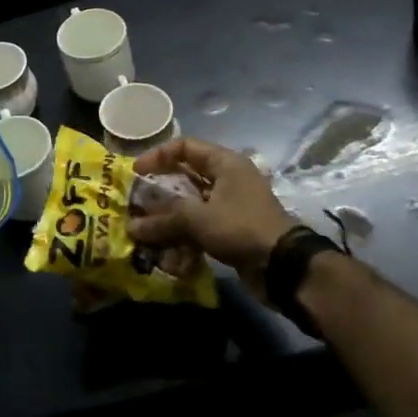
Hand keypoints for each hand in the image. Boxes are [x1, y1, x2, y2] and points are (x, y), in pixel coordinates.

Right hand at [128, 137, 294, 281]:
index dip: (157, 156)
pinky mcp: (231, 232)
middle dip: (159, 194)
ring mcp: (230, 207)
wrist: (285, 269)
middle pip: (185, 178)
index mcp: (225, 164)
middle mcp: (228, 180)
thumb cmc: (241, 227)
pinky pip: (200, 229)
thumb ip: (162, 219)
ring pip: (190, 207)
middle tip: (137, 204)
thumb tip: (132, 228)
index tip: (137, 173)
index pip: (184, 147)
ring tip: (147, 235)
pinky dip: (184, 241)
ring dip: (169, 222)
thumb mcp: (198, 219)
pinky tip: (169, 259)